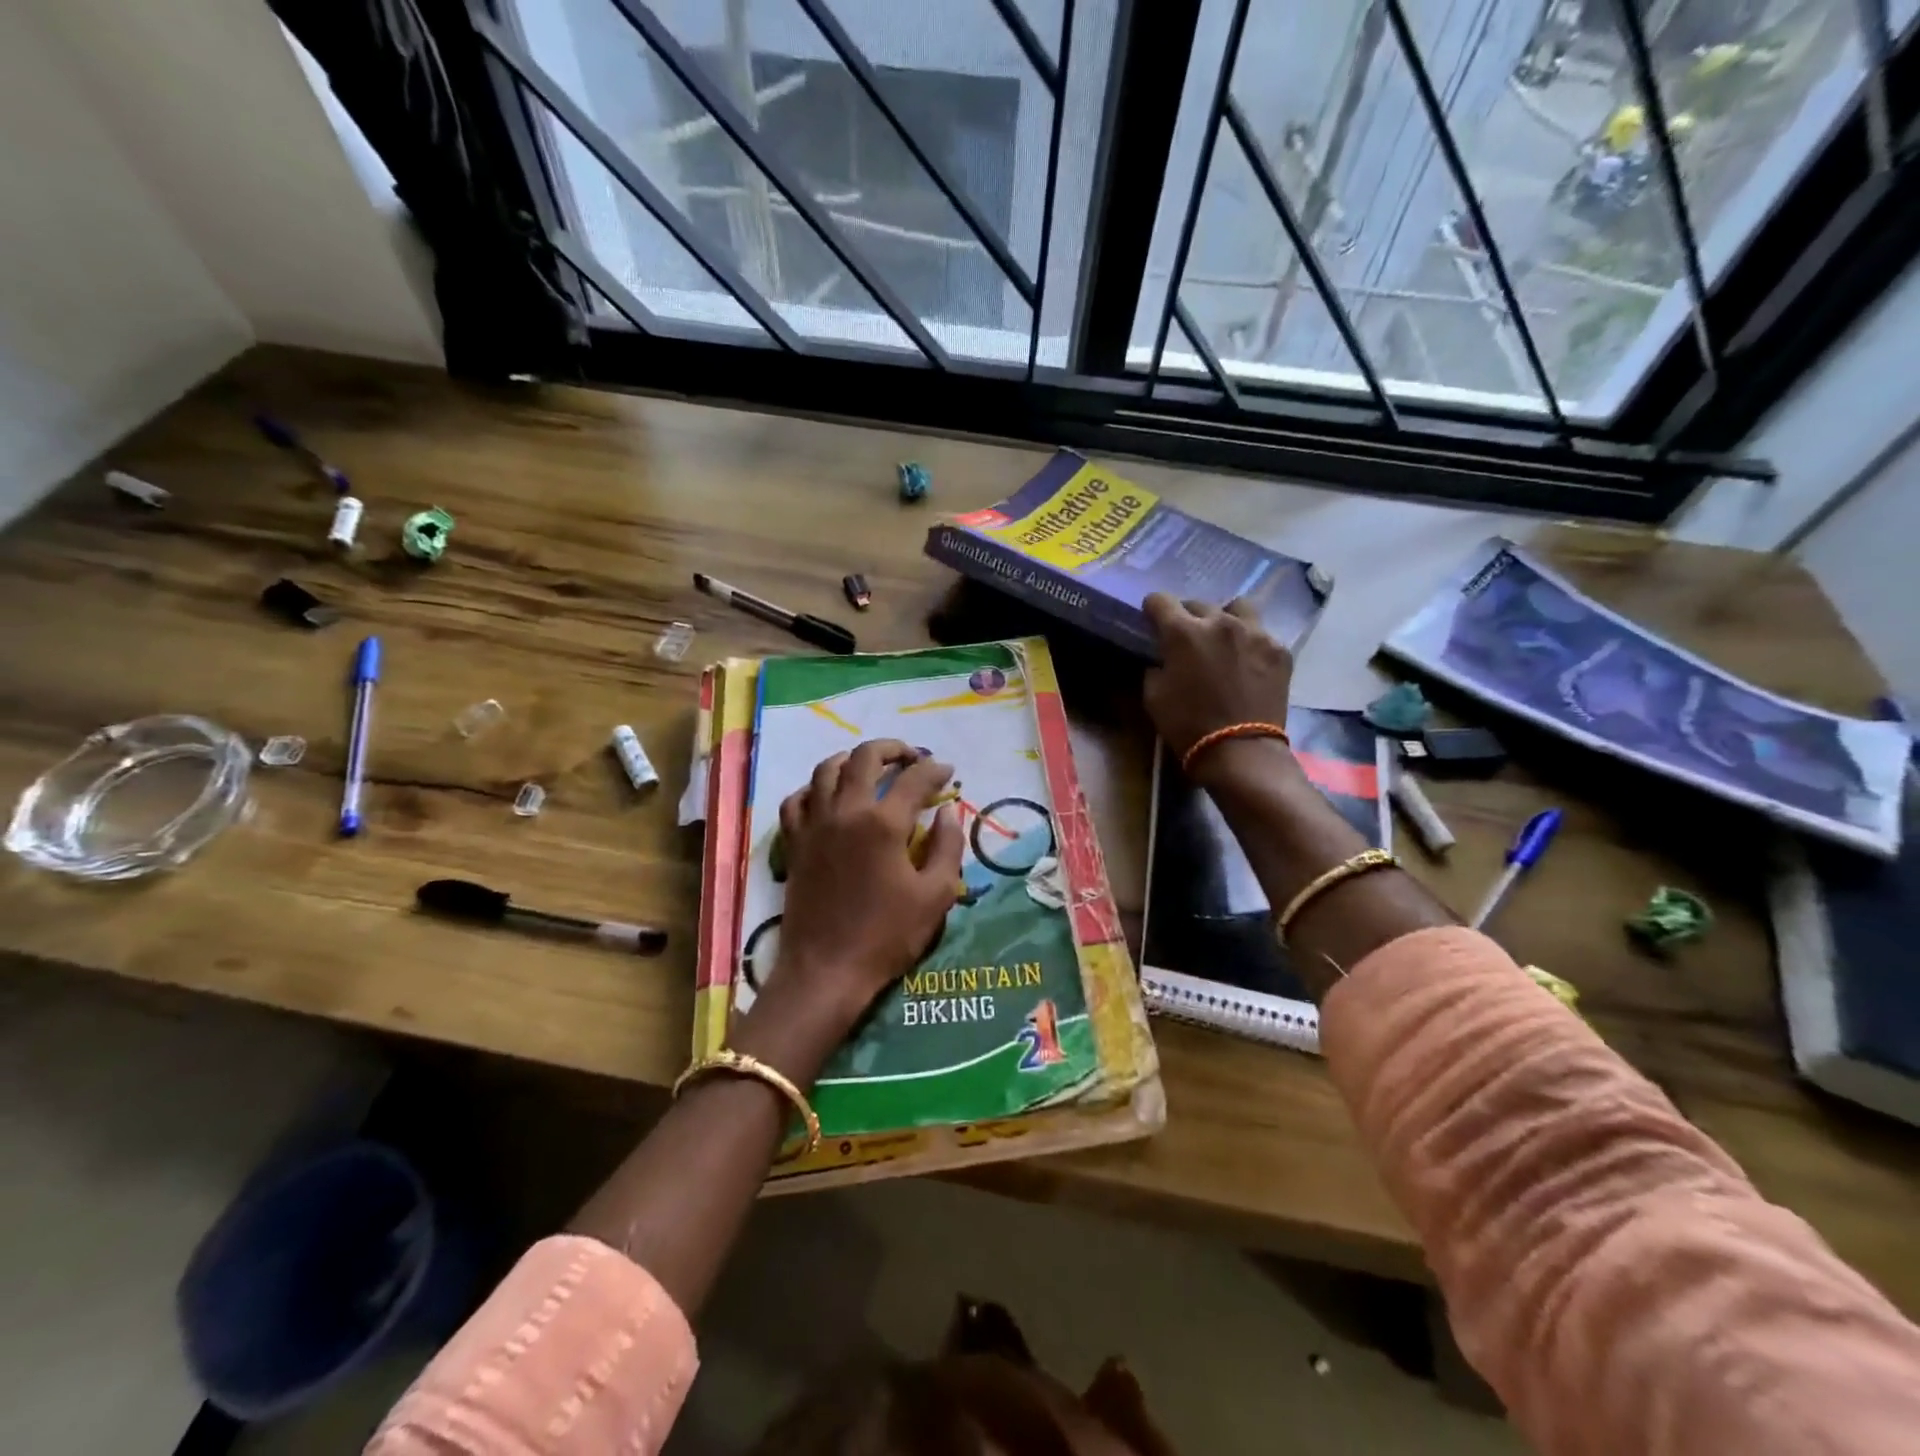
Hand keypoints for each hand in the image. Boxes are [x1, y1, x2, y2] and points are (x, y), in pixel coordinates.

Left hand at [745, 740, 964, 1068]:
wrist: (827, 970)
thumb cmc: (887, 936)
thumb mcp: (936, 896)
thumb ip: (948, 847)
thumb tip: (948, 812)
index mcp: (884, 824)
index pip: (914, 779)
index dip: (935, 768)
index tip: (947, 770)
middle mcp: (846, 812)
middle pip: (865, 757)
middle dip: (892, 749)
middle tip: (910, 757)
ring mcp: (814, 824)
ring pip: (826, 770)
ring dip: (852, 760)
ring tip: (870, 767)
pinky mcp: (795, 842)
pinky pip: (796, 800)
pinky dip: (813, 788)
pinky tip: (826, 796)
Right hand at [1142, 595, 1293, 763]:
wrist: (1240, 751)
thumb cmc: (1188, 725)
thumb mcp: (1154, 697)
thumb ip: (1156, 667)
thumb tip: (1164, 659)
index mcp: (1183, 632)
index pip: (1160, 600)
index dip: (1152, 609)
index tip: (1152, 621)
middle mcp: (1220, 622)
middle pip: (1198, 604)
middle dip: (1188, 617)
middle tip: (1188, 639)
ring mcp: (1255, 633)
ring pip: (1237, 608)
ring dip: (1225, 619)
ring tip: (1223, 639)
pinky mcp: (1279, 650)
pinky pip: (1261, 634)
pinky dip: (1250, 643)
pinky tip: (1248, 662)